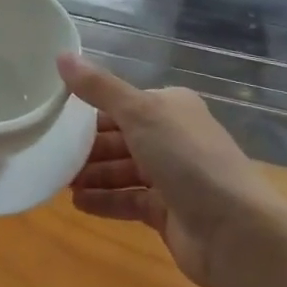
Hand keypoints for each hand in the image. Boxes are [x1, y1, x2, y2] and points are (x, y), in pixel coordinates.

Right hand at [58, 55, 281, 286]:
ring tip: (59, 181)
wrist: (234, 230)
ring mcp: (173, 177)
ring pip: (124, 170)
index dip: (90, 109)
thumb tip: (61, 55)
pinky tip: (78, 204)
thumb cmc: (187, 159)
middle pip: (121, 138)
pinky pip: (129, 200)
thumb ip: (98, 87)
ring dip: (93, 174)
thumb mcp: (139, 112)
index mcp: (171, 106)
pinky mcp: (169, 212)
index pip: (123, 103)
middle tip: (52, 153)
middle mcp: (173, 137)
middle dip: (88, 147)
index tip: (56, 117)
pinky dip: (106, 200)